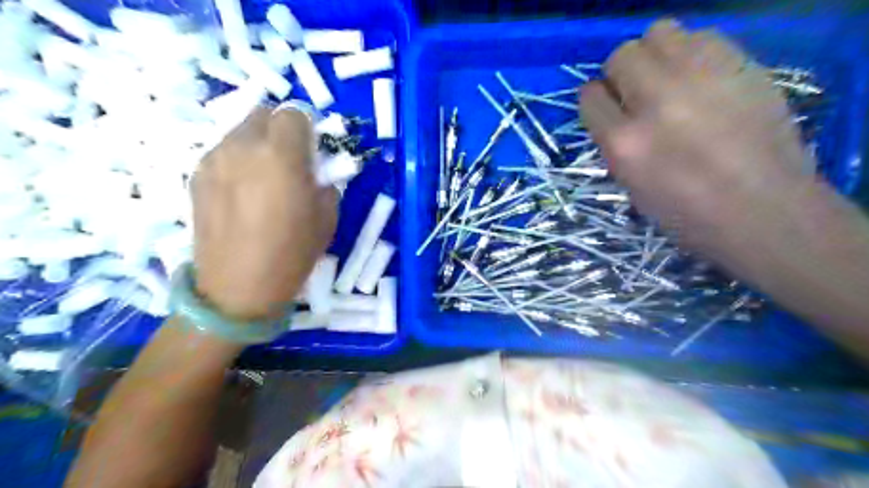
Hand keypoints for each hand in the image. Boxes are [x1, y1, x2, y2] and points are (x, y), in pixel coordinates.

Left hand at [190, 108, 336, 320]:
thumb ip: (325, 181)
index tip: (311, 151)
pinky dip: (238, 160)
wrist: (237, 288)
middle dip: (281, 130)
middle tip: (289, 161)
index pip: (293, 113)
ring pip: (240, 131)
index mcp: (281, 156)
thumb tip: (316, 170)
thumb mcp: (327, 217)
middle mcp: (243, 147)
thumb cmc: (292, 254)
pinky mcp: (197, 175)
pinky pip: (223, 152)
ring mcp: (214, 159)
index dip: (306, 129)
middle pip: (263, 113)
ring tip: (264, 178)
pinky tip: (242, 192)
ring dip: (258, 143)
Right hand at [582, 17, 814, 259]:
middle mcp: (655, 102)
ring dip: (655, 54)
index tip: (607, 107)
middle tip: (637, 93)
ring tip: (668, 79)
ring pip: (659, 33)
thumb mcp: (630, 185)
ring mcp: (700, 78)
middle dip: (621, 73)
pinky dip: (692, 52)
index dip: (596, 100)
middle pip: (621, 56)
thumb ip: (615, 143)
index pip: (590, 96)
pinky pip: (701, 35)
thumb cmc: (686, 213)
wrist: (762, 210)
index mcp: (623, 143)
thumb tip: (613, 112)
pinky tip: (700, 78)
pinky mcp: (740, 65)